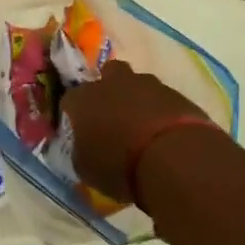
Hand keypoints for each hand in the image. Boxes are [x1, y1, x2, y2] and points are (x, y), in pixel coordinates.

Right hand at [60, 61, 211, 203]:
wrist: (171, 156)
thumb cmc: (119, 166)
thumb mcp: (87, 170)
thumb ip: (80, 152)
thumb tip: (83, 147)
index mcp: (84, 99)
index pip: (70, 99)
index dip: (74, 114)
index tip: (80, 131)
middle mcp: (112, 83)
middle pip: (107, 74)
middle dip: (109, 89)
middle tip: (113, 115)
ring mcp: (146, 84)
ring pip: (137, 83)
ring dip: (137, 99)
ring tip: (143, 126)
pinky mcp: (174, 92)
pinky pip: (162, 98)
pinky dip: (161, 110)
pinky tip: (164, 132)